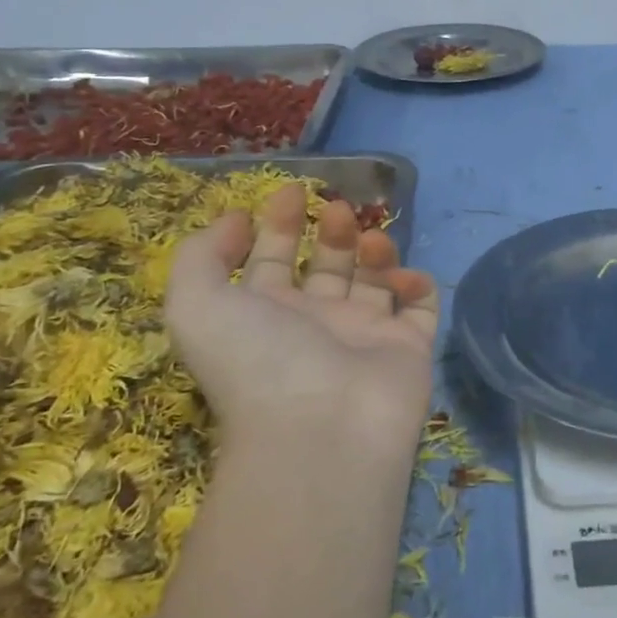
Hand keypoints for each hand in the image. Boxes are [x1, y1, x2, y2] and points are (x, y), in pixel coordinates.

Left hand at [165, 184, 439, 464]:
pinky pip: (420, 308)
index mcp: (267, 315)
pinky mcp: (409, 348)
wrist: (322, 428)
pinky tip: (403, 278)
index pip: (273, 260)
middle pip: (327, 265)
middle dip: (331, 232)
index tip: (292, 189)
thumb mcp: (196, 304)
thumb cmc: (257, 360)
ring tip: (369, 242)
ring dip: (373, 251)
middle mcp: (316, 323)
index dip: (277, 224)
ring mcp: (365, 336)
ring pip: (375, 281)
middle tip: (338, 209)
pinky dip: (417, 285)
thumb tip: (233, 219)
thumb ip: (201, 255)